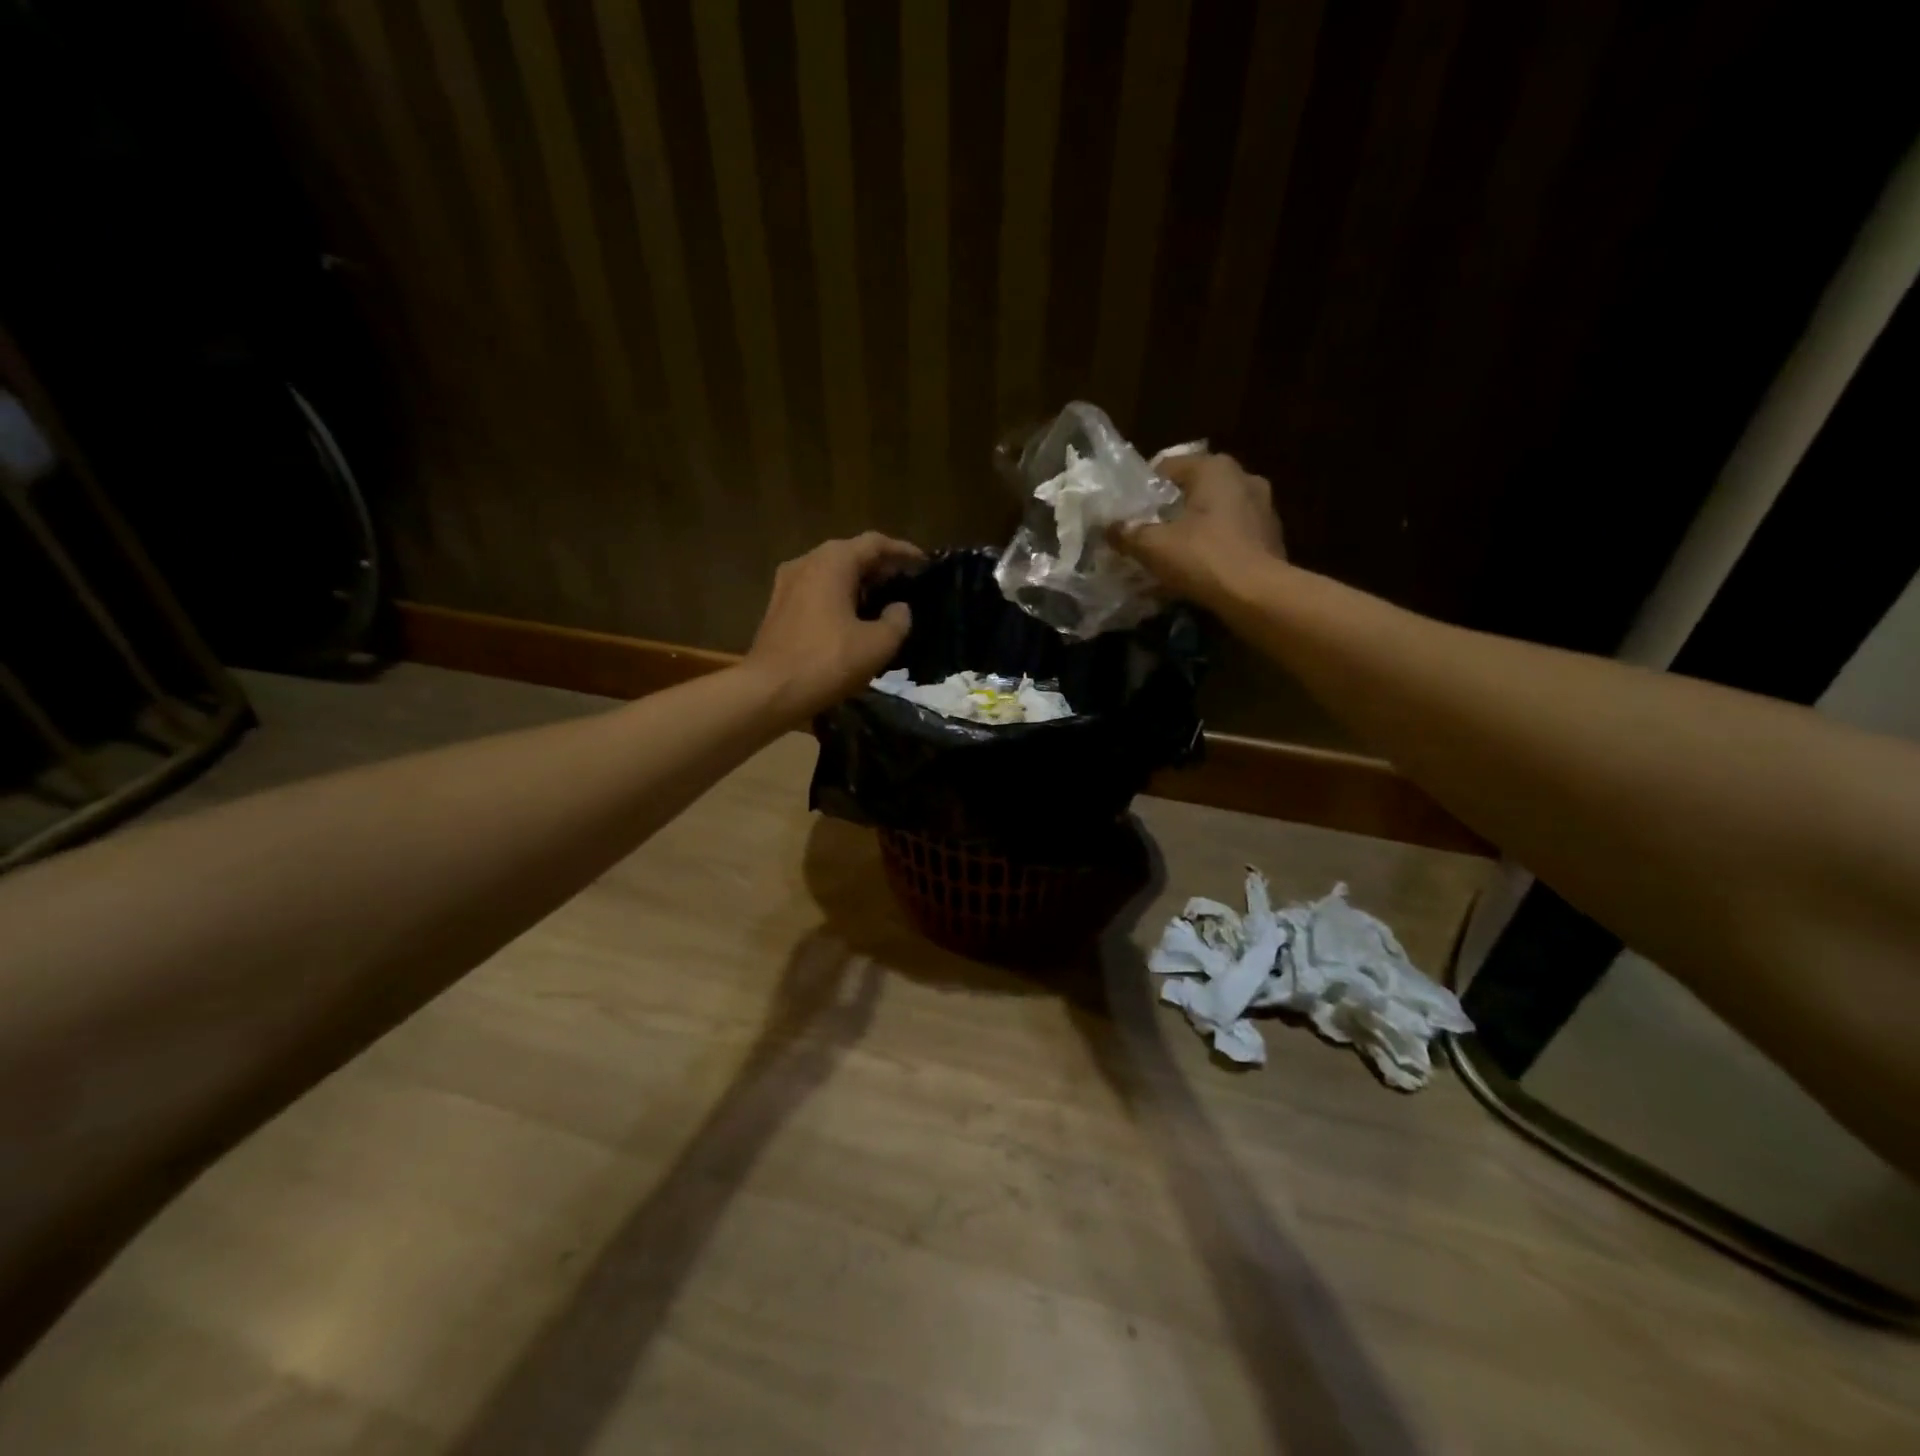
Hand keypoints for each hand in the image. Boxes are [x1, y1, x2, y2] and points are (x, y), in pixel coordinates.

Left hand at [744, 532, 924, 721]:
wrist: (769, 691)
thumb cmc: (827, 662)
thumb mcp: (877, 645)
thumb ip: (897, 621)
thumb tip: (900, 608)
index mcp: (833, 562)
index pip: (875, 543)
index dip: (903, 551)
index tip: (924, 564)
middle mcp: (807, 562)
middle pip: (851, 554)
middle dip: (881, 567)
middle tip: (907, 583)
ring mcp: (788, 584)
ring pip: (832, 573)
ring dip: (859, 583)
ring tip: (884, 601)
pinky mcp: (779, 607)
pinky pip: (818, 590)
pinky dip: (840, 596)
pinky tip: (854, 618)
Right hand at [1111, 453, 1285, 607]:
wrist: (1258, 596)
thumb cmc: (1203, 558)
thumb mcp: (1153, 546)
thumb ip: (1127, 533)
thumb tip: (1109, 527)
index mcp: (1215, 468)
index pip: (1168, 466)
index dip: (1142, 488)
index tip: (1128, 512)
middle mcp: (1244, 477)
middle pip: (1194, 489)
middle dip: (1170, 509)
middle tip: (1147, 532)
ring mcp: (1264, 507)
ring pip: (1215, 511)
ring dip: (1194, 527)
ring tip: (1172, 552)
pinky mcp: (1272, 537)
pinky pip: (1232, 534)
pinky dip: (1214, 545)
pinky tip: (1198, 567)